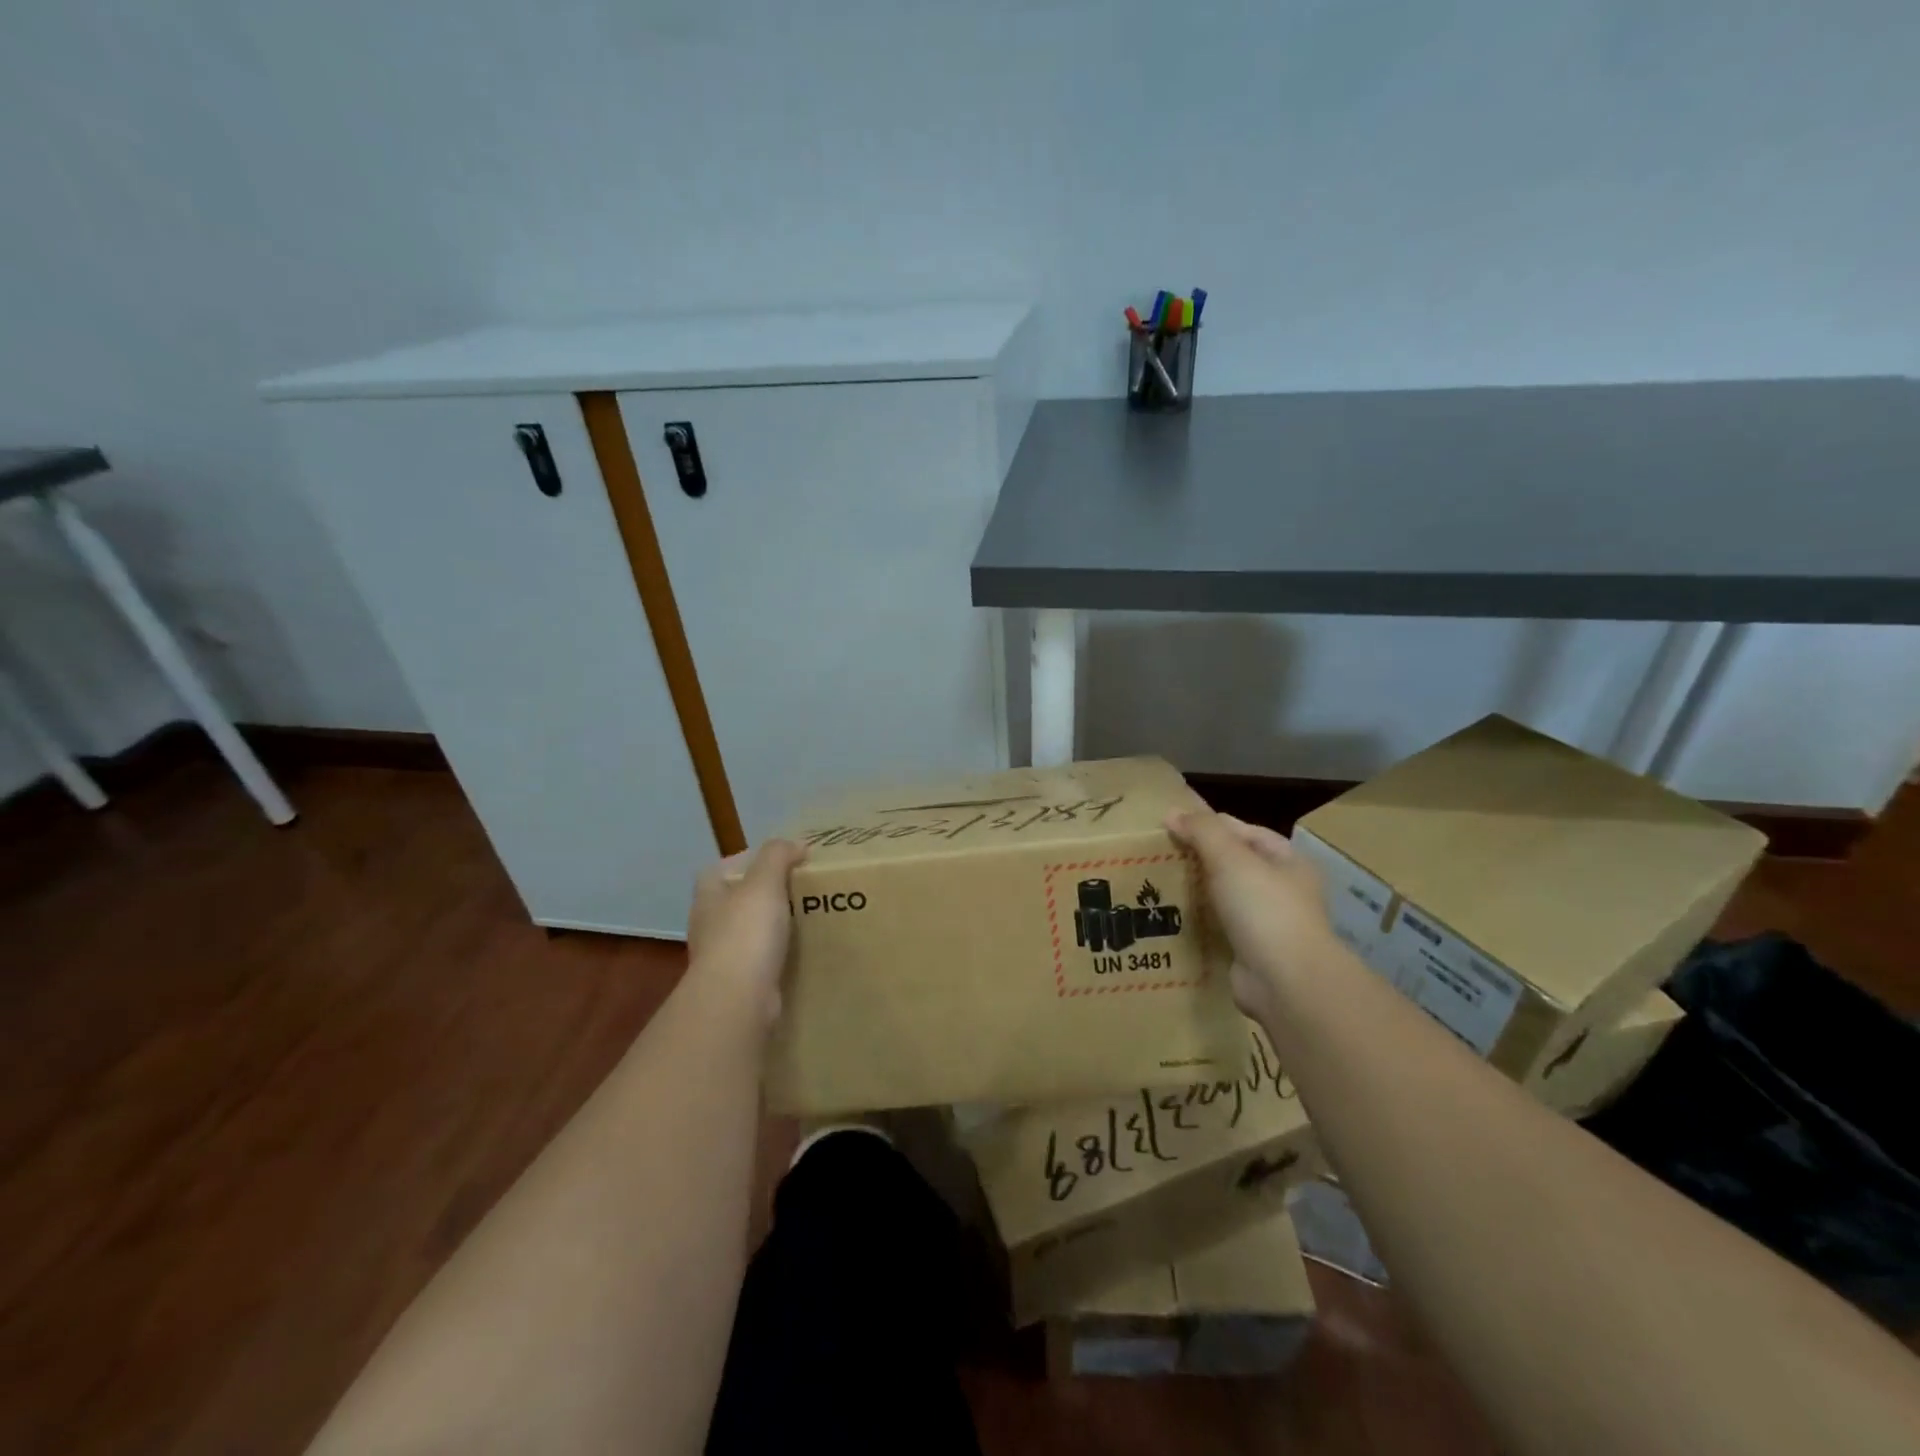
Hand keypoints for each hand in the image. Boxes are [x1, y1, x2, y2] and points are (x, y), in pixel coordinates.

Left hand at [686, 840, 806, 1024]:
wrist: (737, 998)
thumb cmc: (746, 932)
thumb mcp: (764, 882)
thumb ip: (778, 856)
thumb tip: (796, 844)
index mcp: (708, 897)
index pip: (718, 870)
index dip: (744, 861)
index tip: (777, 861)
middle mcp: (708, 926)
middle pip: (734, 901)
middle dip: (762, 895)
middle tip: (798, 888)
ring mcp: (721, 958)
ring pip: (748, 932)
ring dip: (771, 926)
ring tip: (805, 918)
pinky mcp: (738, 984)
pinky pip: (760, 961)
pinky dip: (777, 955)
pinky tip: (801, 952)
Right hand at [1167, 808, 1333, 1020]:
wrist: (1285, 982)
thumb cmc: (1264, 909)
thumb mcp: (1230, 857)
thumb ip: (1201, 831)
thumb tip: (1171, 812)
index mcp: (1288, 861)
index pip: (1245, 831)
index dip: (1210, 825)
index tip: (1171, 827)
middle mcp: (1284, 890)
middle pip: (1234, 864)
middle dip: (1200, 859)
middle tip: (1159, 855)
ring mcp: (1269, 924)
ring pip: (1225, 897)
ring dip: (1198, 891)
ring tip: (1158, 885)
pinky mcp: (1251, 952)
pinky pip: (1220, 928)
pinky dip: (1200, 922)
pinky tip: (1172, 918)